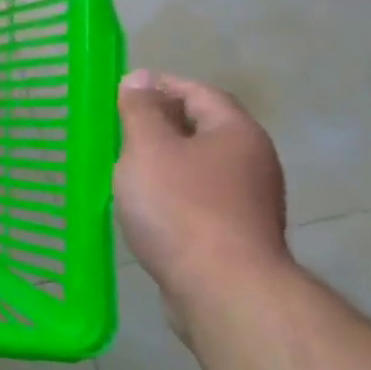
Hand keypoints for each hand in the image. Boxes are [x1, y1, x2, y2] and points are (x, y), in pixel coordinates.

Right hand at [115, 70, 292, 332]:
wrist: (223, 290)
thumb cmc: (181, 207)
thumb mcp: (148, 148)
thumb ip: (141, 110)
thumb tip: (140, 78)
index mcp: (236, 133)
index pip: (200, 92)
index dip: (162, 85)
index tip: (123, 90)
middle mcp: (252, 162)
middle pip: (203, 128)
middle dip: (161, 122)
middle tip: (118, 126)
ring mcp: (248, 202)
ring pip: (199, 166)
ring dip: (164, 160)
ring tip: (124, 165)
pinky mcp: (236, 235)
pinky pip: (199, 198)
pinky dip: (171, 192)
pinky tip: (143, 205)